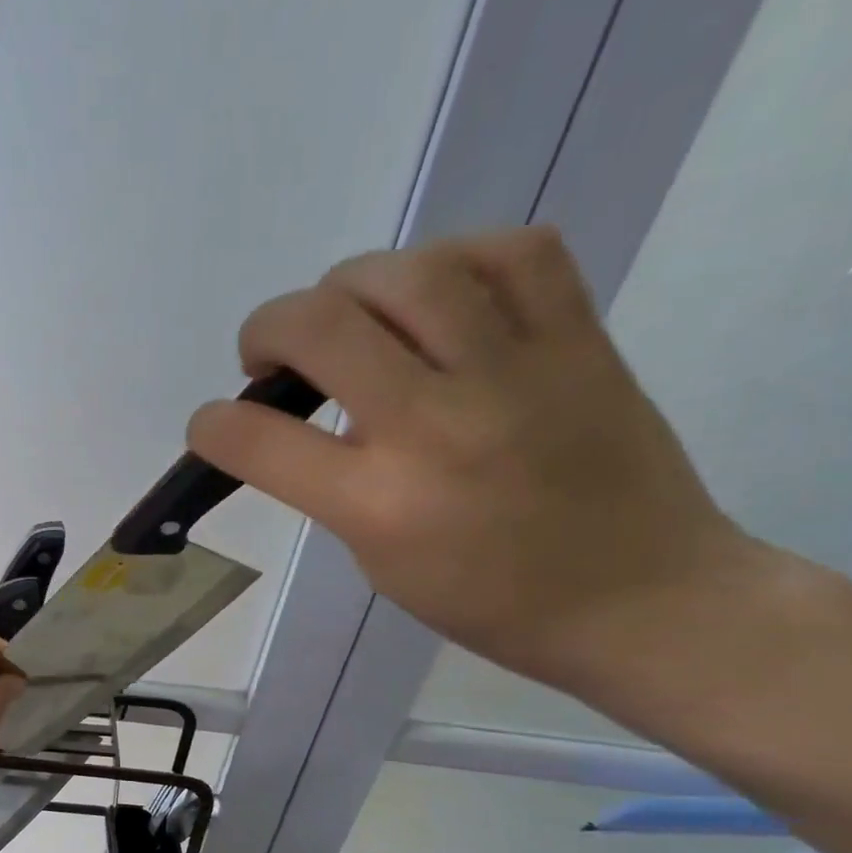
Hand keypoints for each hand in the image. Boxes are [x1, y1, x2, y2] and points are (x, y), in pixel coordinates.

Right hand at [188, 226, 760, 690]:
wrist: (641, 598)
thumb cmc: (488, 600)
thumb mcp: (376, 559)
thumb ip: (329, 484)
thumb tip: (303, 415)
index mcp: (378, 504)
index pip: (256, 440)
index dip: (210, 425)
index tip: (211, 426)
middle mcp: (437, 425)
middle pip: (320, 325)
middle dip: (266, 330)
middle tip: (271, 358)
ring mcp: (515, 372)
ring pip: (406, 271)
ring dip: (348, 287)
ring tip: (350, 319)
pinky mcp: (579, 339)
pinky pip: (511, 252)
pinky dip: (454, 259)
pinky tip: (437, 294)